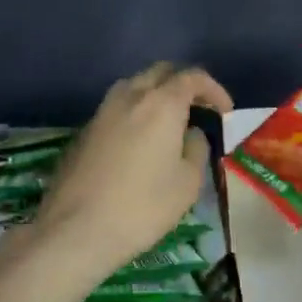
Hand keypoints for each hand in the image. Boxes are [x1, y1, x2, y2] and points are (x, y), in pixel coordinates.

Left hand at [34, 63, 233, 279]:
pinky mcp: (84, 131)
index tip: (225, 111)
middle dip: (183, 84)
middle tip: (199, 109)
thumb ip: (196, 148)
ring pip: (134, 86)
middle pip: (160, 72)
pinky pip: (116, 109)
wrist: (76, 229)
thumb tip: (191, 133)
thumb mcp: (187, 182)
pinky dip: (135, 113)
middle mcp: (129, 96)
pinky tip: (140, 142)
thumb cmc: (143, 207)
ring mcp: (102, 111)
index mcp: (161, 103)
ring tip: (170, 123)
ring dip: (156, 95)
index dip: (214, 90)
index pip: (192, 77)